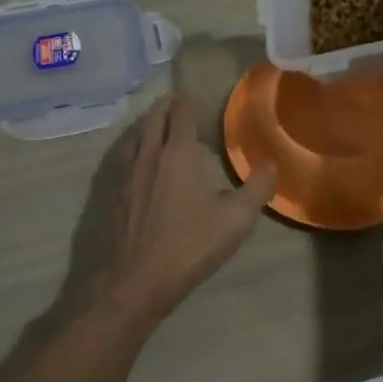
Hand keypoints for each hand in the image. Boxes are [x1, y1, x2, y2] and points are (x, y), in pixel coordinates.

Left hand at [60, 95, 276, 330]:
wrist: (132, 282)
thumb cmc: (188, 246)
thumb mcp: (236, 220)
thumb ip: (257, 188)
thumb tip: (270, 165)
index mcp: (177, 154)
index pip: (181, 113)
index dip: (187, 102)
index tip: (194, 99)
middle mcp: (148, 154)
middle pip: (153, 118)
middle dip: (165, 107)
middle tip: (176, 104)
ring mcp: (125, 174)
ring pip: (134, 135)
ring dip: (147, 125)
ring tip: (158, 127)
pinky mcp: (111, 194)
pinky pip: (124, 156)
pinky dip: (134, 147)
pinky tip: (140, 163)